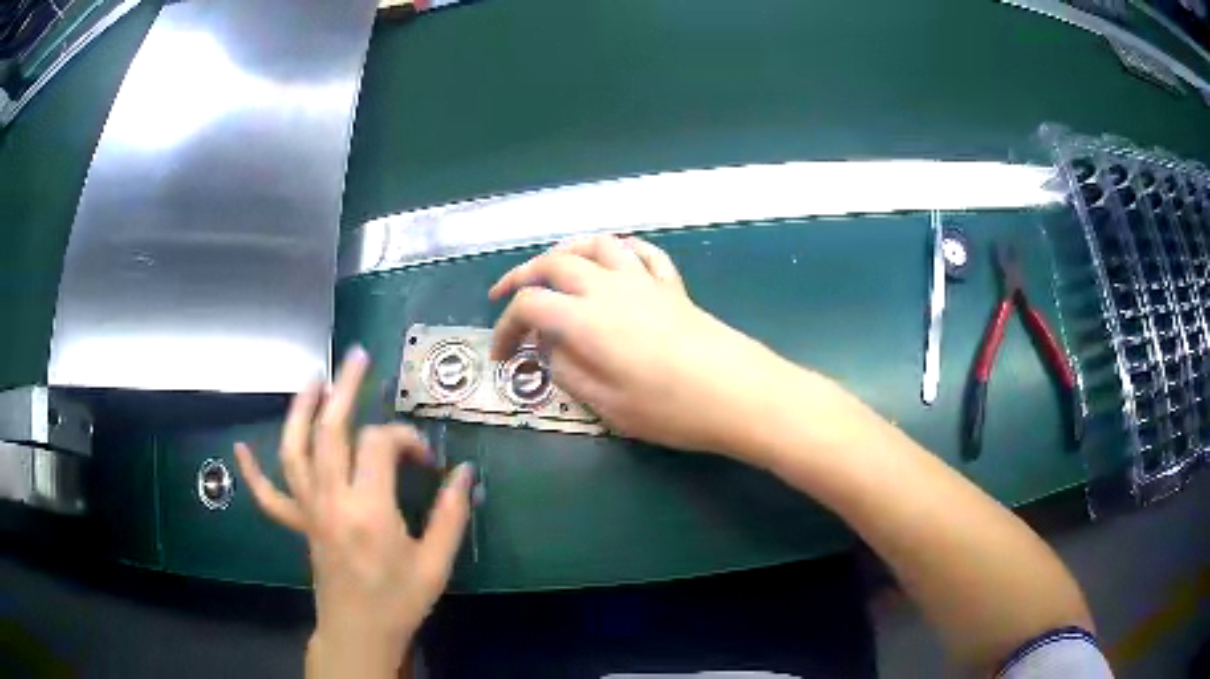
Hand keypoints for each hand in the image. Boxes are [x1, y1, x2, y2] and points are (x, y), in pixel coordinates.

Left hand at [234, 348, 472, 677]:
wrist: (360, 633)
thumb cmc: (400, 600)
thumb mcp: (436, 563)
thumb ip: (451, 515)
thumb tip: (465, 472)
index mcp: (369, 509)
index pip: (379, 445)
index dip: (405, 438)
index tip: (427, 458)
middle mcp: (332, 500)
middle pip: (330, 430)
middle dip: (344, 389)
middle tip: (357, 357)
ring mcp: (309, 510)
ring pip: (295, 451)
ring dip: (300, 411)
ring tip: (311, 380)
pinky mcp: (299, 524)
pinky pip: (269, 496)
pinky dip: (253, 472)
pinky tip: (242, 448)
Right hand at [489, 235, 791, 456]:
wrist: (739, 394)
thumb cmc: (671, 408)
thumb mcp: (606, 405)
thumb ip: (568, 371)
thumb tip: (551, 350)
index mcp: (585, 318)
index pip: (529, 306)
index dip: (505, 329)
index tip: (502, 357)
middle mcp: (608, 287)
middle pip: (553, 262)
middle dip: (521, 277)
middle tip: (504, 297)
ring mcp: (643, 281)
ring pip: (596, 244)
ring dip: (566, 251)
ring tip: (553, 269)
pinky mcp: (672, 286)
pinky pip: (642, 252)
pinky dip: (620, 250)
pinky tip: (614, 263)